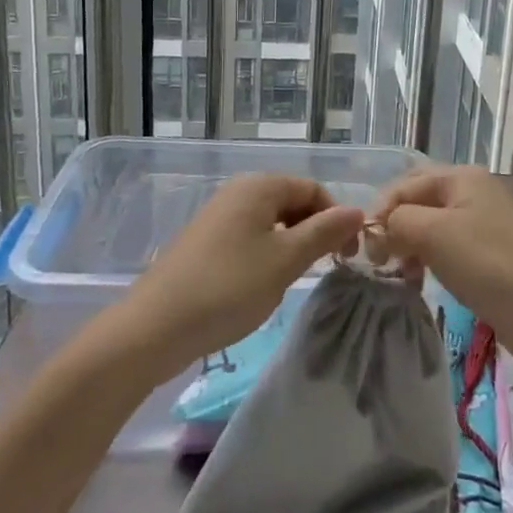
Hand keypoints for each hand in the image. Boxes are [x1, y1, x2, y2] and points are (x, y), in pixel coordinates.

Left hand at [115, 173, 363, 377]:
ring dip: (290, 245)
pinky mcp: (204, 241)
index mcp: (259, 185)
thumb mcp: (285, 260)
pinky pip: (249, 236)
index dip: (336, 217)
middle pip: (291, 201)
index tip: (346, 255)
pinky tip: (261, 284)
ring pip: (270, 221)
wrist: (154, 327)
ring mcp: (218, 215)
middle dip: (313, 230)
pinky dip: (266, 254)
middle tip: (323, 268)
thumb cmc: (228, 287)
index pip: (313, 189)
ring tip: (292, 279)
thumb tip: (358, 210)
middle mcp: (238, 190)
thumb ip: (324, 233)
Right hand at [374, 166, 512, 370]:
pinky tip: (420, 278)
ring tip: (398, 272)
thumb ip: (397, 221)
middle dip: (394, 225)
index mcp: (462, 176)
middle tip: (378, 257)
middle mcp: (473, 190)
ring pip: (431, 224)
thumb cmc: (486, 264)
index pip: (404, 184)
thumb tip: (379, 230)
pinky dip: (429, 258)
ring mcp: (484, 221)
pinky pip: (447, 245)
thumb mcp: (432, 234)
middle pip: (418, 200)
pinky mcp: (489, 252)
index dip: (380, 211)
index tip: (365, 248)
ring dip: (409, 244)